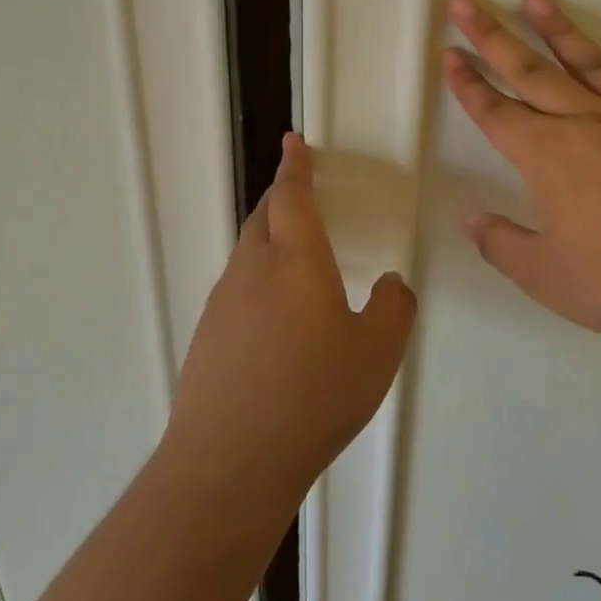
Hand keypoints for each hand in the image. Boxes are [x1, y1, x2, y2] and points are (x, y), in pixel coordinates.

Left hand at [165, 134, 416, 498]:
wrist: (231, 459)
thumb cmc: (313, 396)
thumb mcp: (377, 353)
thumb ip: (393, 308)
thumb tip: (389, 285)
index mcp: (295, 260)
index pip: (293, 196)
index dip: (296, 165)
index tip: (293, 141)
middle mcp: (252, 269)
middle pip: (264, 216)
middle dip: (282, 196)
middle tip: (299, 192)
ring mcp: (223, 301)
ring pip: (247, 252)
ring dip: (269, 239)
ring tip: (293, 258)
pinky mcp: (207, 334)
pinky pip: (236, 289)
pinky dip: (257, 281)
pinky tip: (273, 320)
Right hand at [443, 0, 600, 356]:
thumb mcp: (549, 279)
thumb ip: (503, 245)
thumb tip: (472, 221)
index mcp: (550, 157)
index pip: (496, 112)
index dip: (468, 84)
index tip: (449, 53)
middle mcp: (592, 123)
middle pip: (532, 70)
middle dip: (492, 35)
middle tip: (466, 1)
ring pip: (594, 64)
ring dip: (560, 30)